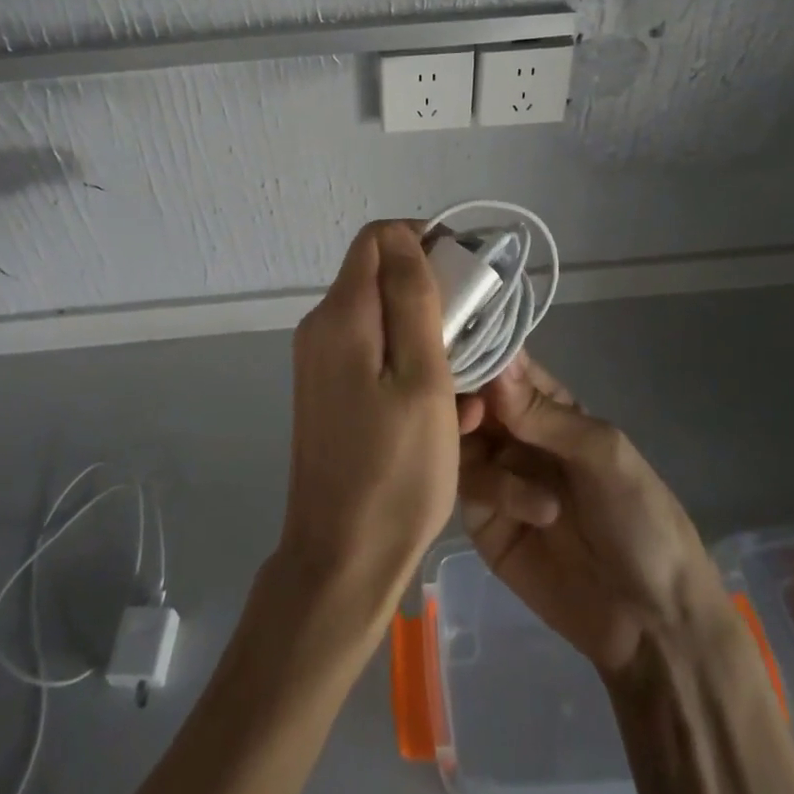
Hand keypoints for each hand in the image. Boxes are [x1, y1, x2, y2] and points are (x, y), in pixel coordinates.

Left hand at [276, 222, 474, 630]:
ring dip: (426, 334)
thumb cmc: (396, 470)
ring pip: (381, 318)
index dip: (422, 240)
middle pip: (379, 276)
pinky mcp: (327, 391)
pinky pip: (372, 353)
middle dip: (431, 292)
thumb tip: (403, 234)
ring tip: (466, 380)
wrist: (341, 560)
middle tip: (475, 333)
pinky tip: (441, 406)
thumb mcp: (422, 377)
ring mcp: (319, 362)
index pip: (378, 238)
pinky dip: (408, 363)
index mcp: (341, 315)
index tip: (465, 275)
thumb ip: (412, 297)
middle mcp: (321, 327)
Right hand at [459, 354, 727, 680]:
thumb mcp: (602, 454)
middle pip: (472, 399)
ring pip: (460, 440)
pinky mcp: (485, 522)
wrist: (652, 624)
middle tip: (473, 413)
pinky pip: (470, 488)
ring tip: (507, 466)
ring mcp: (499, 477)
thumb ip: (543, 412)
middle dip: (467, 399)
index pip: (506, 366)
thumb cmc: (640, 518)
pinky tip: (536, 513)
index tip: (460, 351)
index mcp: (550, 408)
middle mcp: (518, 435)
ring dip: (478, 445)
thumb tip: (494, 364)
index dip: (482, 354)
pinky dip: (495, 491)